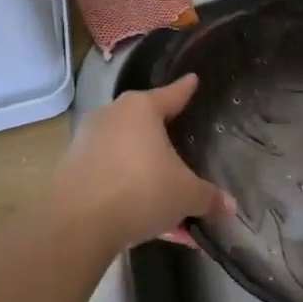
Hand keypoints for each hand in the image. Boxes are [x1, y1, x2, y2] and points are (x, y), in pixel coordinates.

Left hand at [47, 75, 229, 257]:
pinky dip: (129, 192)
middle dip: (165, 140)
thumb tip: (230, 207)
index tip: (193, 79)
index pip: (171, 94)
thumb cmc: (140, 190)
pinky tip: (147, 221)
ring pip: (128, 155)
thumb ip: (208, 197)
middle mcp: (112, 116)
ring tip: (170, 204)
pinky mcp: (72, 170)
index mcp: (141, 109)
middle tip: (182, 146)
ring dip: (148, 175)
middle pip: (146, 124)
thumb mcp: (186, 195)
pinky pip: (111, 176)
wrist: (76, 223)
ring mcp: (88, 142)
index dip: (185, 89)